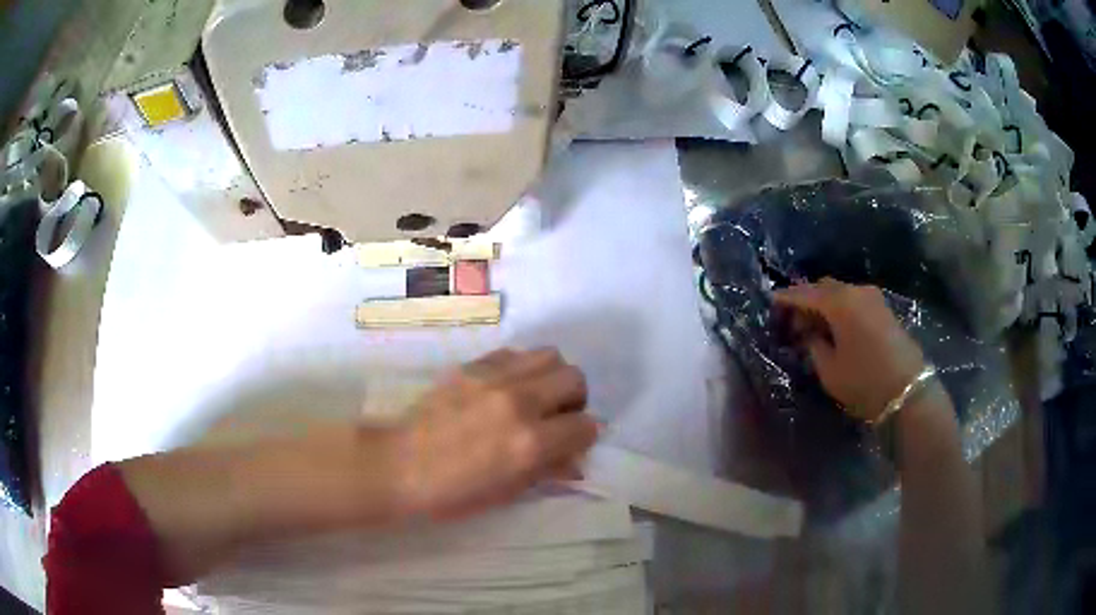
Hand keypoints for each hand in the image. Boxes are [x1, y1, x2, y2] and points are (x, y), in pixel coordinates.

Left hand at [394, 348, 598, 520]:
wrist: (399, 463)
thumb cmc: (452, 492)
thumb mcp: (506, 493)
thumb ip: (547, 471)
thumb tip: (575, 461)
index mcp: (530, 442)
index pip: (585, 425)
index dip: (583, 437)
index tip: (571, 444)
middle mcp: (520, 402)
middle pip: (575, 379)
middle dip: (575, 401)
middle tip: (556, 418)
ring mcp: (495, 378)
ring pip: (550, 355)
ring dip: (552, 377)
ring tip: (535, 397)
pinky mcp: (473, 365)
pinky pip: (515, 353)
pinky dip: (522, 368)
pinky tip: (506, 387)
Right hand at [773, 279, 925, 421]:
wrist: (908, 390)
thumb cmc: (863, 380)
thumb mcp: (829, 370)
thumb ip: (814, 346)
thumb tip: (810, 334)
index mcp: (839, 302)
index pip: (804, 293)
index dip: (786, 298)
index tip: (771, 303)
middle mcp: (856, 291)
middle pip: (824, 288)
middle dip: (807, 301)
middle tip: (794, 323)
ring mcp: (873, 298)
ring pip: (841, 294)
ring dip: (825, 306)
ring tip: (815, 329)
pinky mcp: (884, 309)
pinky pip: (855, 301)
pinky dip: (841, 310)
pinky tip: (837, 329)